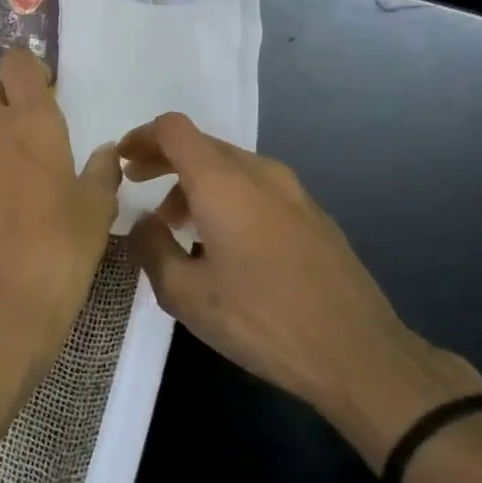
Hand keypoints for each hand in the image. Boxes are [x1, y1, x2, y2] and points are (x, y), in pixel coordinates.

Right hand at [119, 112, 481, 468]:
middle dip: (165, 162)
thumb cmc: (262, 320)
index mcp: (223, 182)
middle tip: (140, 188)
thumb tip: (141, 223)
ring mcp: (293, 191)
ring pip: (231, 167)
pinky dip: (228, 198)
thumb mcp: (186, 295)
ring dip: (196, 184)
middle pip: (202, 146)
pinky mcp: (313, 214)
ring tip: (179, 228)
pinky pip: (257, 188)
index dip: (142, 137)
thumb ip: (151, 249)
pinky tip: (224, 244)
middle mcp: (259, 173)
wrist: (358, 353)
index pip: (173, 130)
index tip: (123, 160)